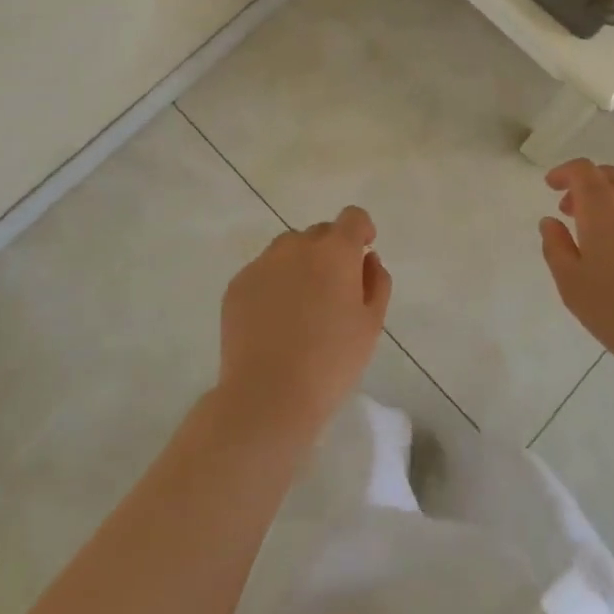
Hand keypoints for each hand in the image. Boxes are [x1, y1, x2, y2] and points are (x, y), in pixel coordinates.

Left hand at [216, 206, 391, 445]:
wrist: (268, 396)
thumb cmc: (331, 363)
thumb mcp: (371, 325)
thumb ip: (376, 282)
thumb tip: (367, 259)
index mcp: (335, 251)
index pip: (353, 217)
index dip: (361, 231)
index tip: (362, 255)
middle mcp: (297, 245)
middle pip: (320, 233)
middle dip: (330, 253)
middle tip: (332, 294)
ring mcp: (263, 263)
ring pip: (288, 250)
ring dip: (300, 265)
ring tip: (300, 308)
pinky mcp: (237, 284)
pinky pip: (263, 272)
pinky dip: (273, 285)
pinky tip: (273, 322)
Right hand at [539, 159, 613, 387]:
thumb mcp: (572, 284)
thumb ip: (556, 247)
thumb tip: (551, 222)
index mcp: (603, 206)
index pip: (582, 170)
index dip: (564, 172)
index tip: (551, 185)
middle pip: (608, 175)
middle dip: (585, 186)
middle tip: (571, 211)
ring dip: (611, 198)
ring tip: (600, 230)